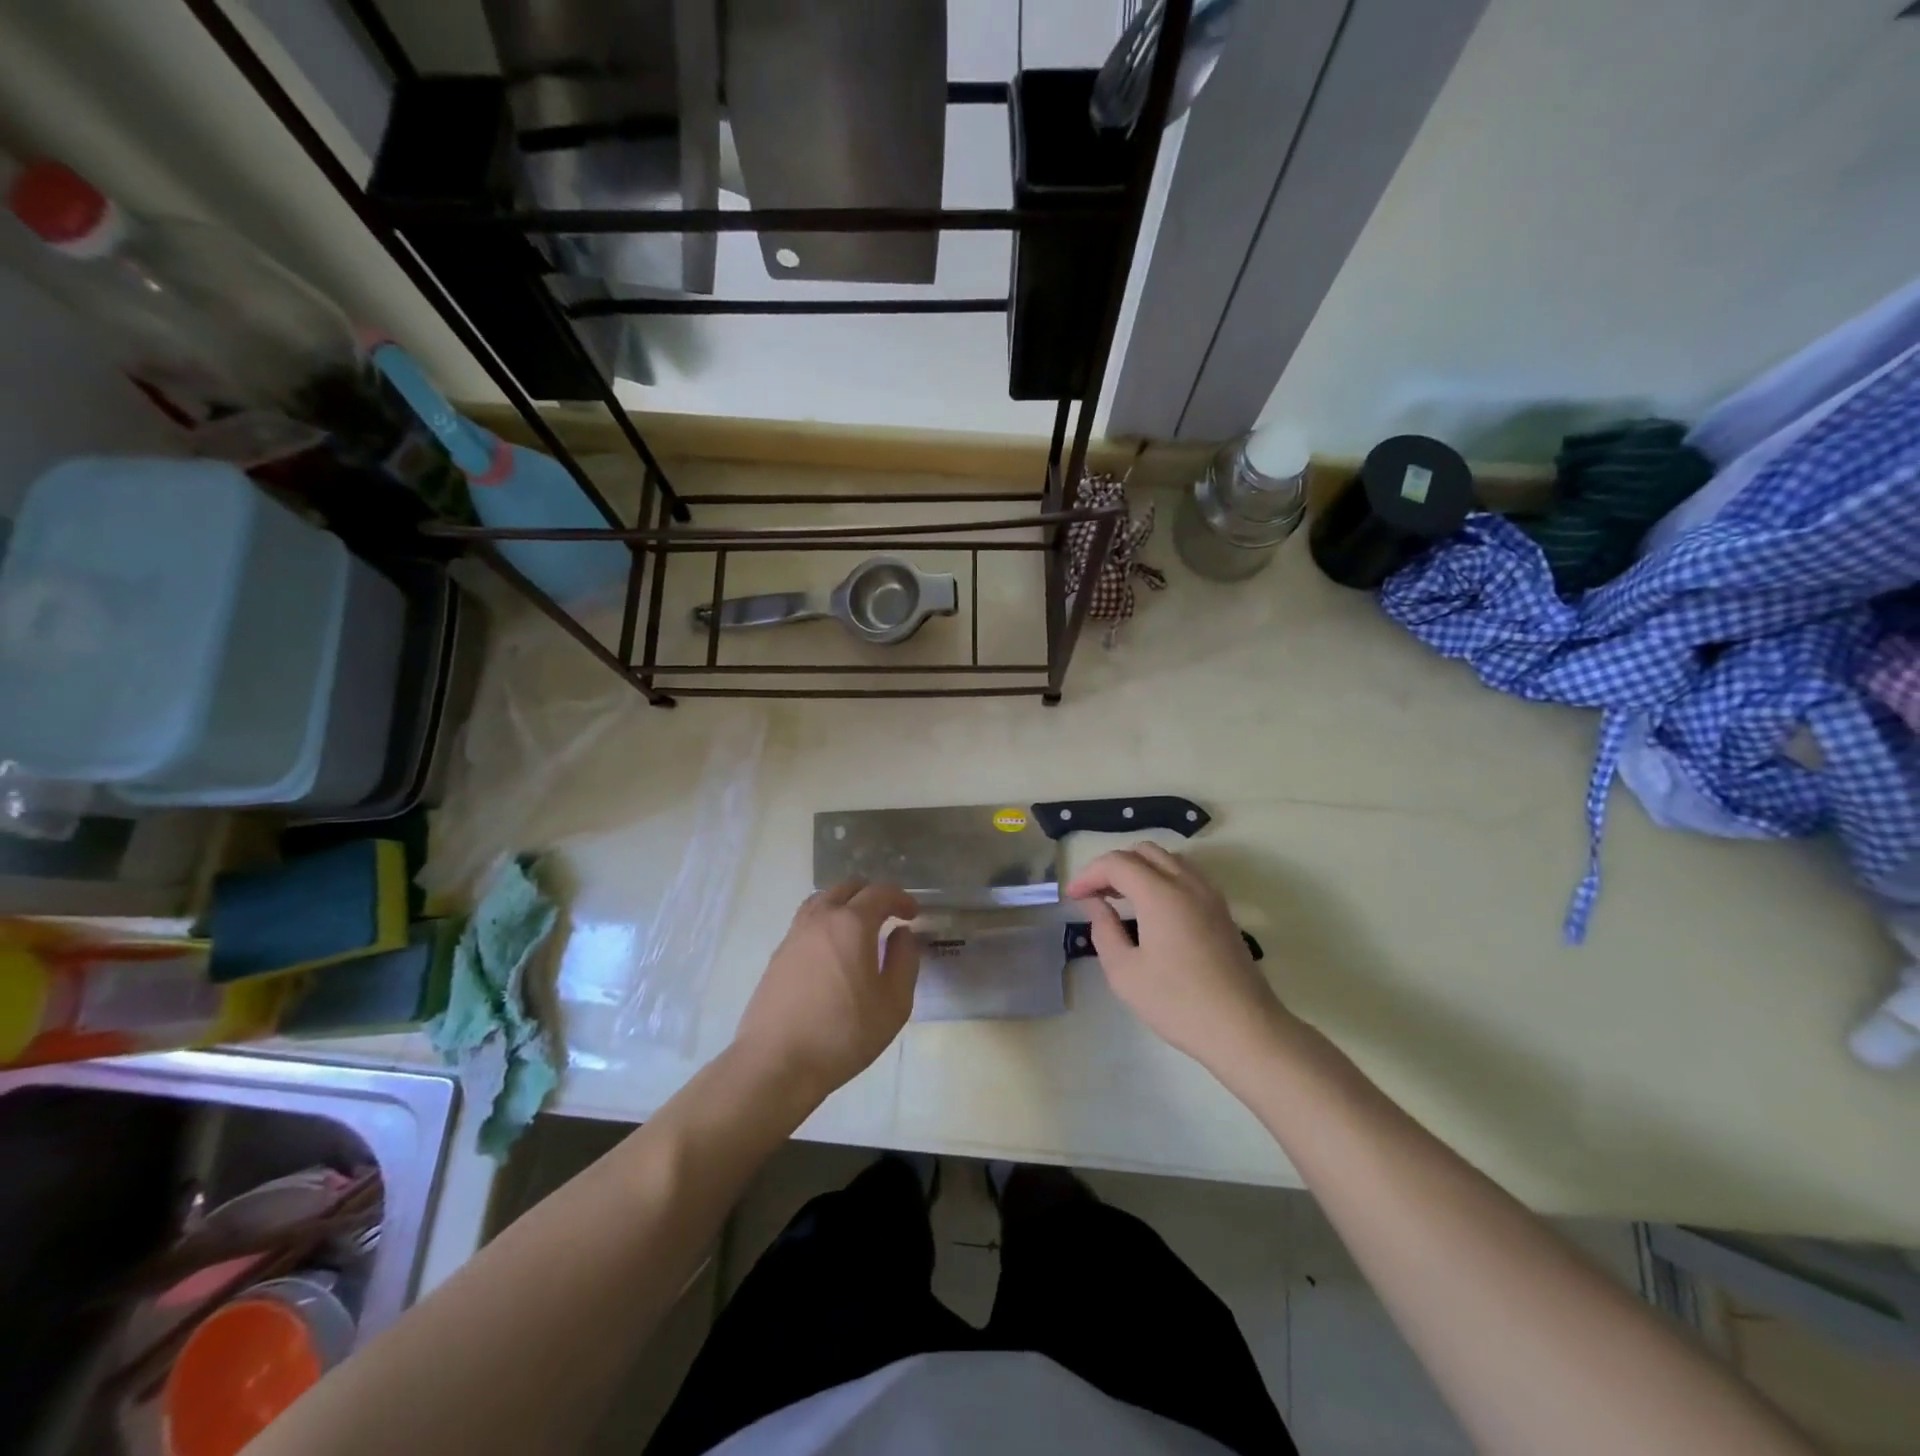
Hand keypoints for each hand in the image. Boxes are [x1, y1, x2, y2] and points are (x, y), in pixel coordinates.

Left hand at [733, 880, 920, 1101]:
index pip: (880, 893)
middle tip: (889, 914)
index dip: (901, 898)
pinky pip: (806, 921)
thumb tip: (901, 933)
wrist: (776, 1062)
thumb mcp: (893, 1003)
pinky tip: (832, 949)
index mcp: (852, 924)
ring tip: (859, 926)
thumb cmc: (843, 1034)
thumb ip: (904, 960)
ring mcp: (794, 934)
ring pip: (822, 900)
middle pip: (848, 888)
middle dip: (873, 895)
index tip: (914, 913)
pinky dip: (826, 921)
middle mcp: (821, 918)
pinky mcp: (778, 954)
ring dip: (845, 903)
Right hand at [1065, 845, 1292, 1076]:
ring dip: (1140, 869)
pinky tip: (1152, 910)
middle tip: (1096, 895)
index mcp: (1161, 894)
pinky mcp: (1222, 911)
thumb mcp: (1125, 972)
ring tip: (1121, 899)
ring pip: (1168, 860)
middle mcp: (1187, 883)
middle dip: (1114, 866)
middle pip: (1144, 851)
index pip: (1117, 863)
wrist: (1245, 1029)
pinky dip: (1162, 879)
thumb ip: (1104, 930)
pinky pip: (1186, 876)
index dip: (1089, 874)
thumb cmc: (1178, 1003)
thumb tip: (1096, 904)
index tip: (1073, 897)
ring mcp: (1210, 895)